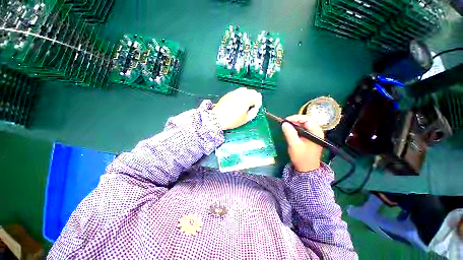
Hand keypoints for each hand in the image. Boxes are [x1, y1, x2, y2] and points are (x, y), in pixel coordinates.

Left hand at [212, 87, 261, 129]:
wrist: (217, 119)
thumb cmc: (233, 120)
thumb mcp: (246, 119)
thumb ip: (254, 112)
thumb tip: (256, 107)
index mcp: (247, 99)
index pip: (257, 97)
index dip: (258, 102)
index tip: (256, 108)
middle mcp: (241, 93)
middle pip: (252, 91)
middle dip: (254, 97)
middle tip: (253, 104)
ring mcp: (234, 92)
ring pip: (245, 90)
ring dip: (248, 94)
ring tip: (246, 102)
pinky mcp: (228, 94)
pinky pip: (237, 91)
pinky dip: (241, 94)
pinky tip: (239, 100)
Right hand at [282, 115, 324, 171]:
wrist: (306, 168)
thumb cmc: (302, 157)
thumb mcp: (294, 145)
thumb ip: (289, 133)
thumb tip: (284, 123)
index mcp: (316, 133)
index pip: (307, 119)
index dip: (296, 118)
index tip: (286, 120)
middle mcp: (316, 131)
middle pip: (306, 120)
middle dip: (295, 120)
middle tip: (285, 122)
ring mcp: (313, 134)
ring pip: (304, 124)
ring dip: (295, 123)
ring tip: (287, 126)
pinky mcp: (309, 137)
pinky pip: (303, 128)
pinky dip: (296, 127)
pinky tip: (290, 130)